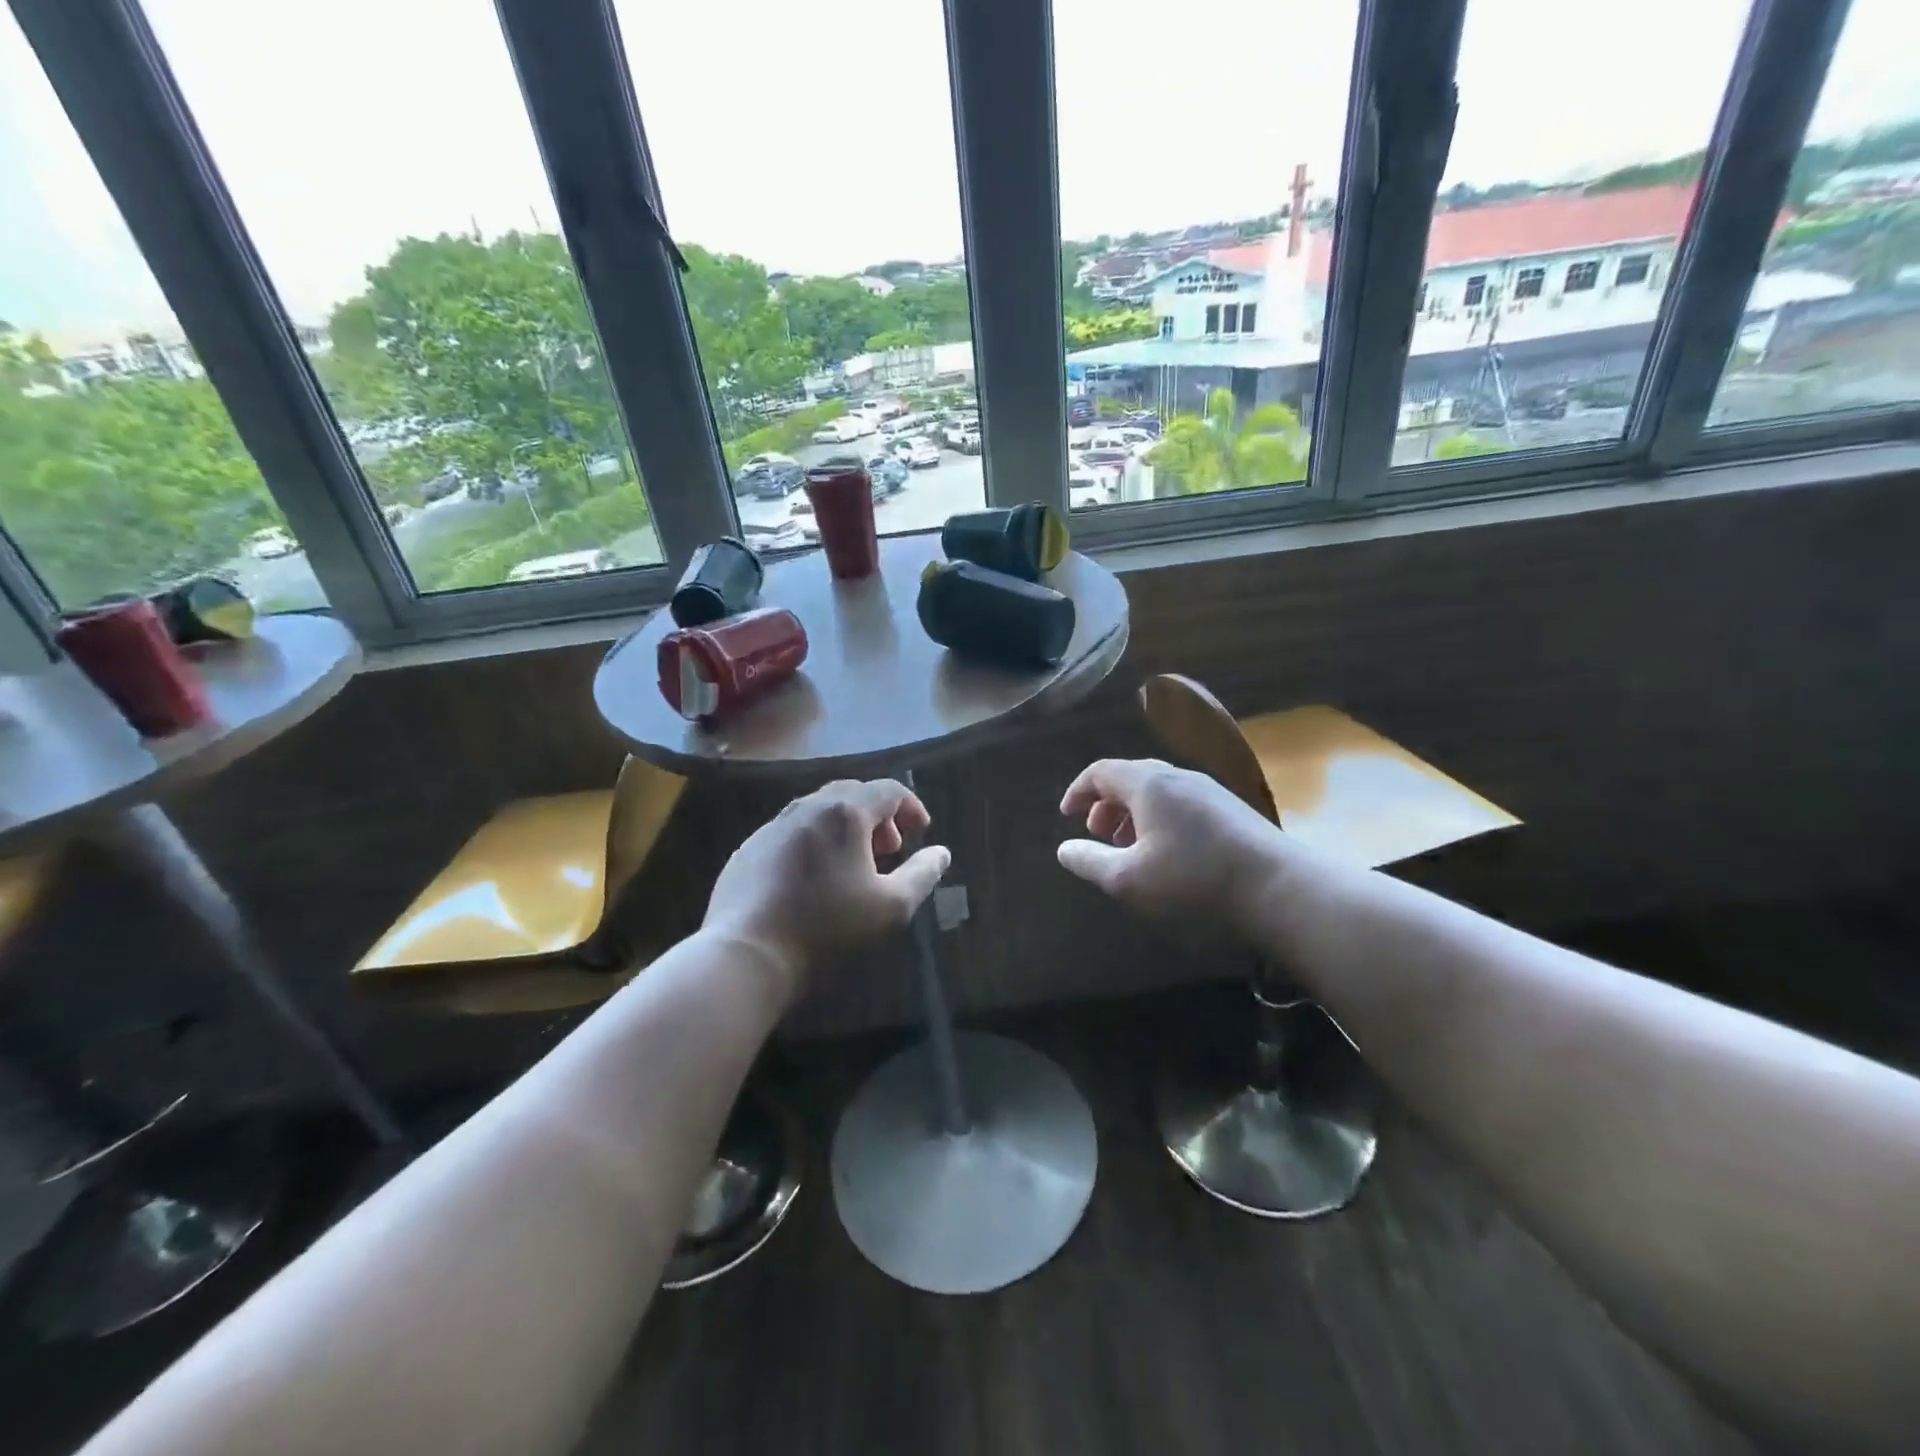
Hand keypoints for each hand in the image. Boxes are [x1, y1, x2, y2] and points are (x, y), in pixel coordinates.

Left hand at [704, 779, 948, 1001]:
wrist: (746, 955)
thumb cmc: (828, 928)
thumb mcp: (891, 907)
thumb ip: (922, 874)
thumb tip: (941, 852)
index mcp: (845, 813)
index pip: (888, 790)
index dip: (911, 806)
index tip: (921, 832)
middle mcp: (807, 807)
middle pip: (852, 794)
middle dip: (878, 816)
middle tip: (889, 849)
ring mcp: (772, 826)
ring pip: (819, 811)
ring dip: (845, 828)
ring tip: (854, 865)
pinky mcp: (749, 849)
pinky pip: (792, 832)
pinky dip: (815, 842)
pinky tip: (813, 878)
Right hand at [1057, 758, 1285, 932]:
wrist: (1278, 886)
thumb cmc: (1193, 879)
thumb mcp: (1129, 879)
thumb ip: (1090, 861)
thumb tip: (1064, 849)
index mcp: (1148, 783)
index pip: (1101, 771)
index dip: (1078, 790)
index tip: (1067, 816)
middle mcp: (1177, 776)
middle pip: (1130, 777)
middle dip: (1106, 803)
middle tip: (1097, 834)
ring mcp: (1208, 790)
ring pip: (1158, 790)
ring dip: (1134, 812)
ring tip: (1130, 847)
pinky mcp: (1231, 808)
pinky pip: (1181, 801)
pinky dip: (1160, 817)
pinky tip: (1168, 851)